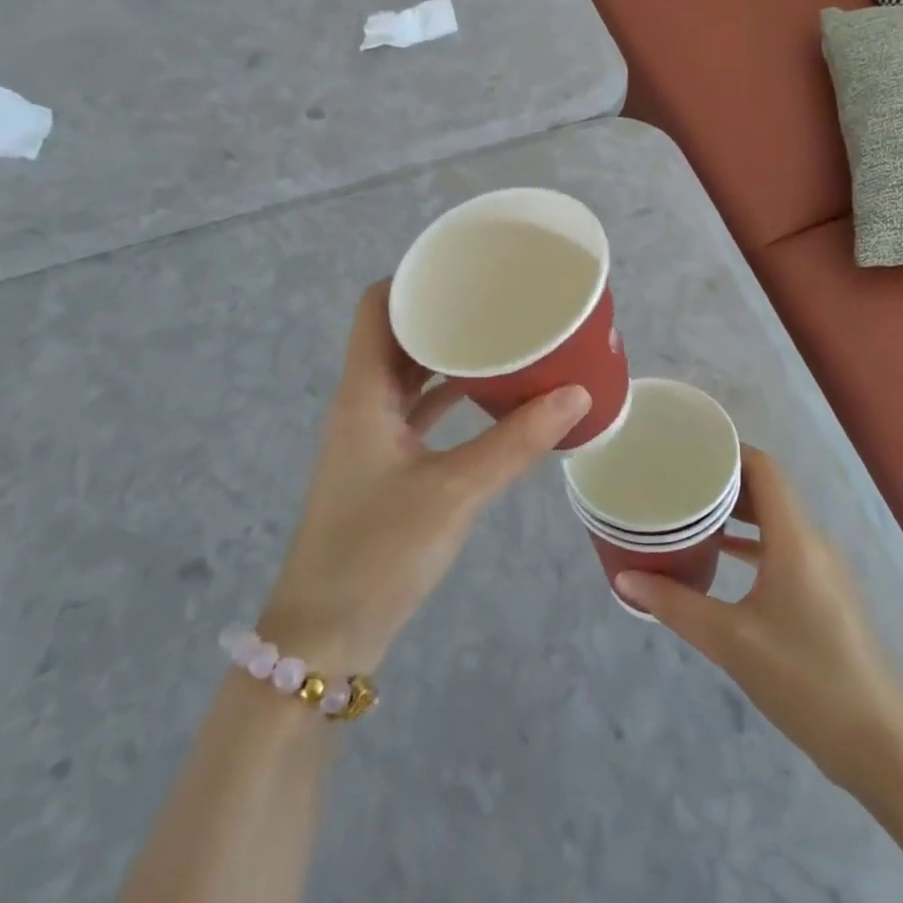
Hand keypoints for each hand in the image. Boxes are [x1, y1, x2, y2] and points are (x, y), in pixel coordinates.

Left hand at [259, 280, 590, 674]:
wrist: (325, 636)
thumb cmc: (378, 552)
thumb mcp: (454, 492)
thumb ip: (516, 443)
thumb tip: (577, 394)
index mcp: (364, 393)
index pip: (376, 307)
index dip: (413, 278)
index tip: (464, 266)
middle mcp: (362, 403)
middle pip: (397, 336)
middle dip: (443, 313)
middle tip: (498, 298)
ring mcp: (372, 436)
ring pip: (410, 375)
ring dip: (449, 356)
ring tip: (502, 337)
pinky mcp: (385, 467)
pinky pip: (419, 412)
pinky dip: (450, 398)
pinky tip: (491, 397)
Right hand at [614, 448, 902, 790]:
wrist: (877, 743)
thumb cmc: (803, 679)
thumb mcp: (729, 641)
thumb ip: (675, 605)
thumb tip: (625, 579)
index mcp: (794, 538)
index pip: (762, 467)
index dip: (726, 450)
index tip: (684, 449)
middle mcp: (811, 541)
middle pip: (766, 489)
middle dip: (722, 480)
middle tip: (674, 479)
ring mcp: (821, 568)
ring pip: (774, 520)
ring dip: (735, 513)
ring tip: (688, 512)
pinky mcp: (822, 594)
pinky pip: (781, 548)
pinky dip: (750, 543)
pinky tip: (719, 557)